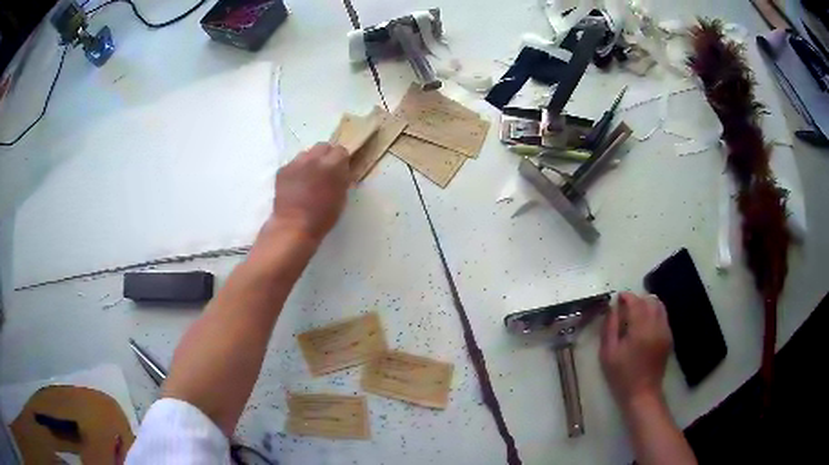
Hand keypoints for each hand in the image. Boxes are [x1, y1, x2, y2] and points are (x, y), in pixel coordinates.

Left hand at [267, 143, 350, 243]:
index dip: (341, 160)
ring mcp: (296, 163)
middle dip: (326, 156)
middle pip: (323, 146)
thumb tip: (341, 172)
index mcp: (333, 165)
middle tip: (325, 171)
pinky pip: (293, 164)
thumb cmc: (323, 217)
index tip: (340, 170)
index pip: (341, 150)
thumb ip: (342, 179)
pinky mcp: (282, 170)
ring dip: (310, 161)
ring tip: (309, 177)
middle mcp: (314, 158)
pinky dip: (296, 171)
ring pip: (306, 153)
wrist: (293, 226)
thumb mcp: (341, 197)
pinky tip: (296, 185)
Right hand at [600, 292, 671, 409]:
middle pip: (650, 300)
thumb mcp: (608, 353)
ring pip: (659, 306)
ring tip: (635, 315)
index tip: (617, 298)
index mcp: (641, 330)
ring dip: (647, 305)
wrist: (642, 393)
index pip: (636, 302)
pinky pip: (663, 317)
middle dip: (637, 300)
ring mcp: (665, 331)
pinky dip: (653, 314)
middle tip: (625, 308)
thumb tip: (612, 308)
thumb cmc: (622, 376)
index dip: (627, 297)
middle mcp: (656, 326)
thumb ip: (610, 327)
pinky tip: (644, 326)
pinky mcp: (668, 337)